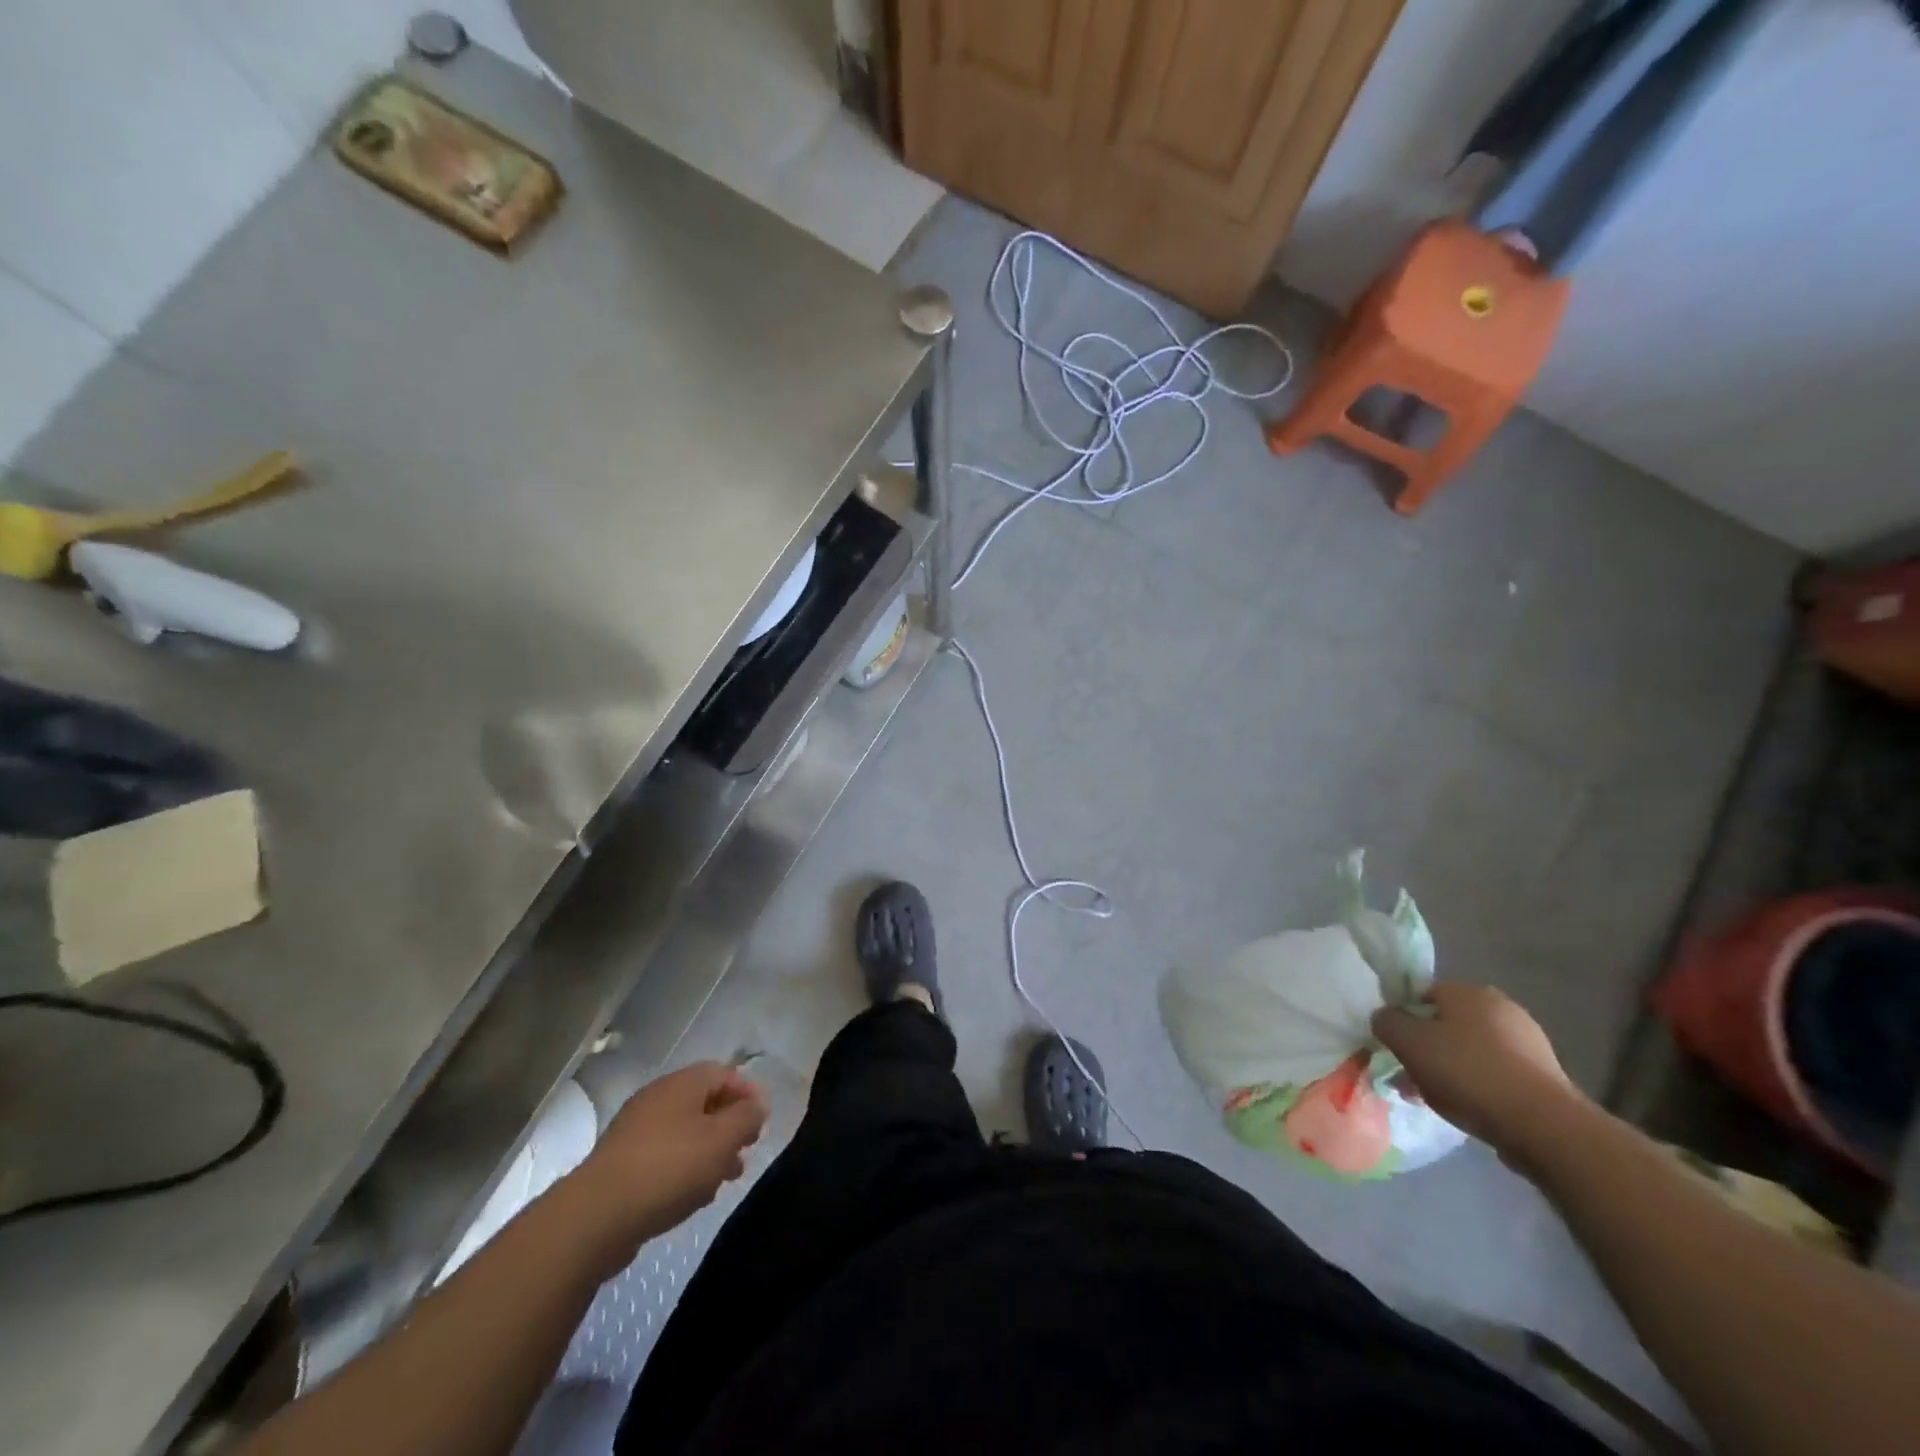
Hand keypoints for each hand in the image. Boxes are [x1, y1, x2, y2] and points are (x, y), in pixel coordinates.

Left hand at [573, 1062, 769, 1253]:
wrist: (596, 1217)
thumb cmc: (669, 1168)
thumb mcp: (721, 1139)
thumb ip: (746, 1117)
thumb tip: (758, 1104)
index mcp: (681, 1084)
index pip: (723, 1073)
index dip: (747, 1092)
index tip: (762, 1120)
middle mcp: (657, 1099)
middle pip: (703, 1102)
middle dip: (729, 1125)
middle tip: (746, 1150)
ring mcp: (635, 1131)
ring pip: (684, 1132)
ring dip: (709, 1151)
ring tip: (725, 1179)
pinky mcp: (622, 1165)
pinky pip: (664, 1157)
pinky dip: (684, 1169)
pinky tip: (692, 1196)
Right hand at [1372, 983, 1588, 1172]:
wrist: (1544, 1126)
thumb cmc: (1467, 1072)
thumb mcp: (1408, 1042)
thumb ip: (1387, 1022)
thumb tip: (1385, 1018)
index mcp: (1468, 991)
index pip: (1422, 994)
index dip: (1403, 1019)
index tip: (1394, 1047)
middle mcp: (1501, 1008)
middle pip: (1447, 1024)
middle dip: (1426, 1048)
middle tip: (1410, 1076)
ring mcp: (1528, 1043)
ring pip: (1470, 1051)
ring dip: (1449, 1070)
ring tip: (1433, 1099)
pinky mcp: (1544, 1077)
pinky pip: (1495, 1074)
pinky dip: (1478, 1086)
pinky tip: (1467, 1108)